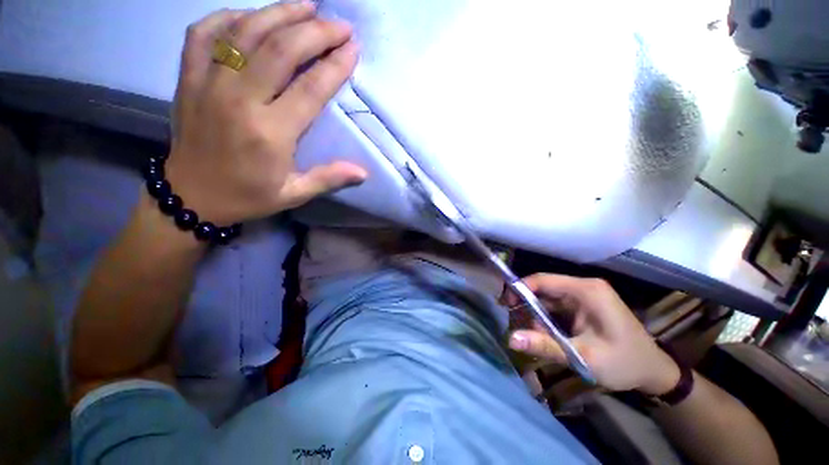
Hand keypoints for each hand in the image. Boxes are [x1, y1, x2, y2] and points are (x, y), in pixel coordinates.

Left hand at [166, 2, 367, 225]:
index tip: (353, 49)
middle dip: (315, 31)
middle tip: (338, 24)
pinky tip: (250, 16)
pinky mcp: (188, 78)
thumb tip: (363, 172)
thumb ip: (329, 179)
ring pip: (246, 33)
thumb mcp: (294, 193)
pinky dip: (228, 17)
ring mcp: (209, 84)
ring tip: (306, 6)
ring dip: (279, 13)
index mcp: (271, 133)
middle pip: (280, 50)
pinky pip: (204, 33)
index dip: (335, 65)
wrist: (192, 196)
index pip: (310, 88)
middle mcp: (240, 101)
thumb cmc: (249, 196)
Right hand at [506, 274, 680, 394]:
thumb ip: (546, 346)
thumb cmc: (625, 363)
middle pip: (543, 289)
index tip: (504, 304)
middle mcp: (583, 288)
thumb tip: (510, 338)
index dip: (520, 289)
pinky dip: (547, 320)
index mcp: (586, 291)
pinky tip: (547, 335)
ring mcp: (583, 297)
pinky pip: (556, 307)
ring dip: (537, 316)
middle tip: (517, 325)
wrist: (654, 373)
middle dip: (528, 306)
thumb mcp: (584, 357)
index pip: (543, 280)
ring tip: (537, 337)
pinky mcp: (583, 306)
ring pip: (547, 299)